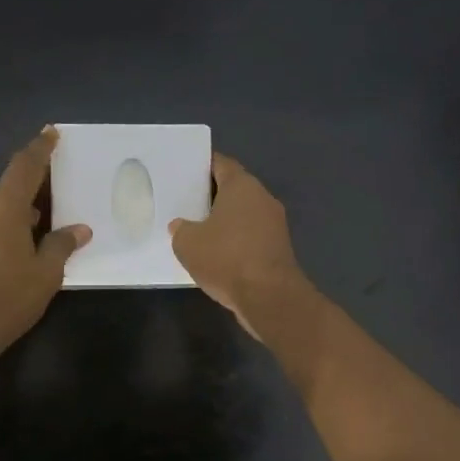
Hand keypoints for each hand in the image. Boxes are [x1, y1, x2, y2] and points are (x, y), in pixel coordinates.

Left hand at [0, 129, 90, 356]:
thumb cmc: (8, 296)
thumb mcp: (46, 272)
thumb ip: (62, 245)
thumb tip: (79, 230)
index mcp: (2, 205)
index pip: (25, 166)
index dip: (40, 149)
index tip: (51, 133)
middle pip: (9, 192)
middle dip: (31, 198)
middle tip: (54, 210)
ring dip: (14, 219)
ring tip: (36, 239)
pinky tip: (12, 255)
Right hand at [169, 153, 309, 336]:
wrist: (268, 296)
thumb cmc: (226, 258)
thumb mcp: (188, 243)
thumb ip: (181, 229)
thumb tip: (181, 226)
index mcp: (242, 186)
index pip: (221, 164)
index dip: (202, 166)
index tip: (184, 172)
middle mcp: (262, 198)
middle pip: (234, 189)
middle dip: (211, 195)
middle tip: (185, 202)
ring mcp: (274, 224)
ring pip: (243, 214)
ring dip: (224, 221)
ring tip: (197, 230)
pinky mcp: (278, 248)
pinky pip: (251, 236)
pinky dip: (235, 241)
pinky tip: (217, 254)